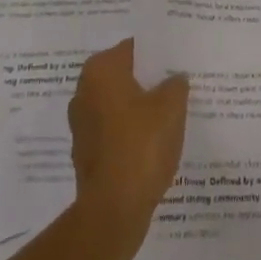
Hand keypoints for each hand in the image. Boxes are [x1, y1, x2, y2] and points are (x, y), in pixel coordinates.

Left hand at [69, 39, 189, 243]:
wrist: (114, 210)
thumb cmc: (141, 145)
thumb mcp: (171, 107)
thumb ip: (176, 84)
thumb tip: (175, 78)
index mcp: (100, 70)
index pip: (133, 49)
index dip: (158, 54)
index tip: (178, 60)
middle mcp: (84, 91)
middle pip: (124, 76)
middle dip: (149, 82)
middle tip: (179, 85)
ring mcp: (82, 124)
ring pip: (119, 106)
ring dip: (140, 109)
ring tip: (171, 115)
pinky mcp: (86, 153)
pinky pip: (115, 132)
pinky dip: (131, 134)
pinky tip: (154, 143)